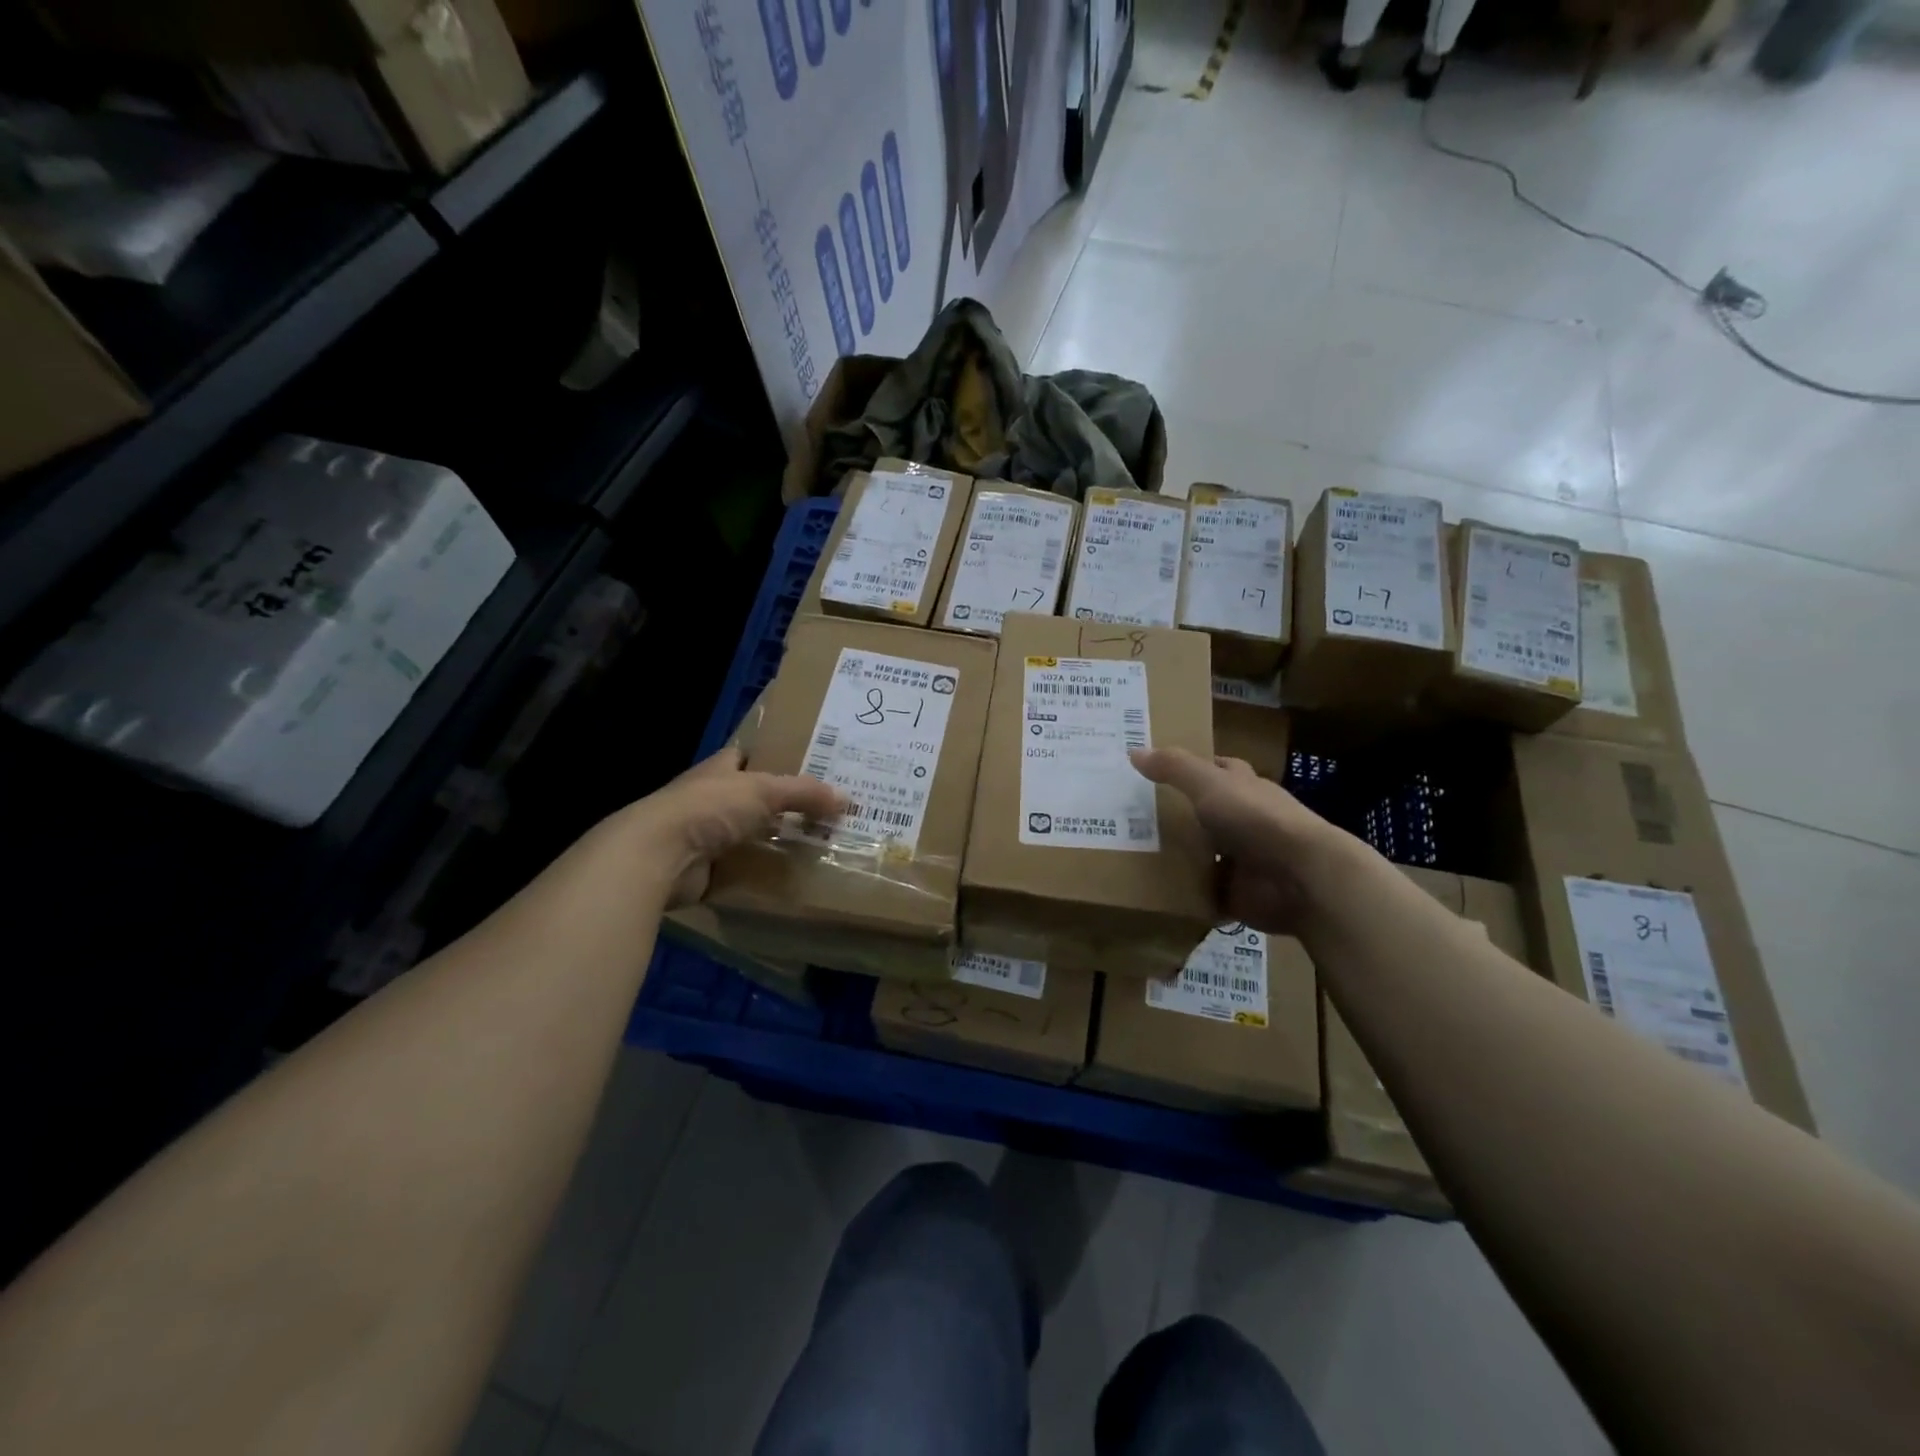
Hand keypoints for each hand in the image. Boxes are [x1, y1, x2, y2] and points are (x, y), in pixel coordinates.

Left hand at [625, 747, 844, 906]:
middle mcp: (711, 800)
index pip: (749, 756)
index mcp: (719, 770)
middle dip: (786, 807)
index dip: (776, 758)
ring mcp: (706, 837)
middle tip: (828, 812)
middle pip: (755, 800)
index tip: (811, 765)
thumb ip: (804, 793)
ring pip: (752, 836)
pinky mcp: (707, 871)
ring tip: (822, 845)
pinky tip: (796, 878)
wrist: (659, 856)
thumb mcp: (763, 791)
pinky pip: (745, 871)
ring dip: (778, 843)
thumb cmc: (708, 808)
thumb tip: (847, 798)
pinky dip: (765, 875)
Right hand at [1130, 747, 1347, 935]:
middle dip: (1174, 816)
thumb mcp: (1209, 784)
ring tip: (1129, 854)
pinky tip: (1152, 891)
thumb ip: (1174, 768)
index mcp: (1244, 788)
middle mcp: (1245, 821)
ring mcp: (1243, 860)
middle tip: (1127, 817)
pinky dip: (1185, 894)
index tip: (1154, 770)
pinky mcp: (1238, 894)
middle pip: (1205, 814)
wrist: (1300, 878)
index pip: (1217, 771)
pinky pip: (1204, 893)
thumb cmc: (1256, 819)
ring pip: (1204, 854)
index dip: (1191, 769)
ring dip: (1177, 857)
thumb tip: (1134, 750)